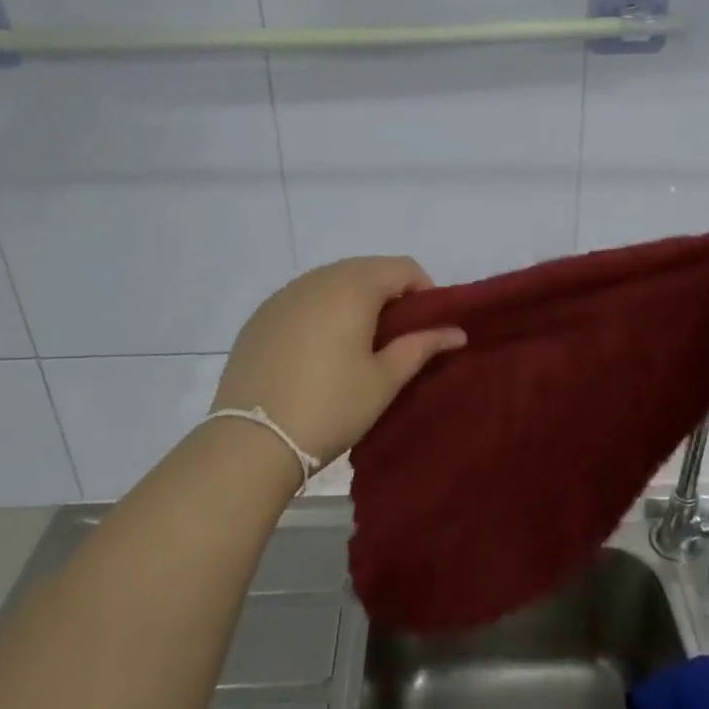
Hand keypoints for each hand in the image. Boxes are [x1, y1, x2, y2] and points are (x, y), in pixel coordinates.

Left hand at [211, 257, 465, 476]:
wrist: (252, 441)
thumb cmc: (331, 407)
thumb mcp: (385, 379)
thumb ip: (422, 346)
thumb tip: (456, 331)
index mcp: (352, 287)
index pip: (402, 267)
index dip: (424, 291)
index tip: (427, 327)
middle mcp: (316, 279)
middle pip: (365, 269)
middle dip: (389, 294)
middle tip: (397, 338)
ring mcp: (282, 296)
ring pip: (331, 282)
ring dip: (354, 301)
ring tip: (359, 345)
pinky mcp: (259, 317)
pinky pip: (302, 300)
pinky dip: (321, 312)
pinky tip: (319, 351)